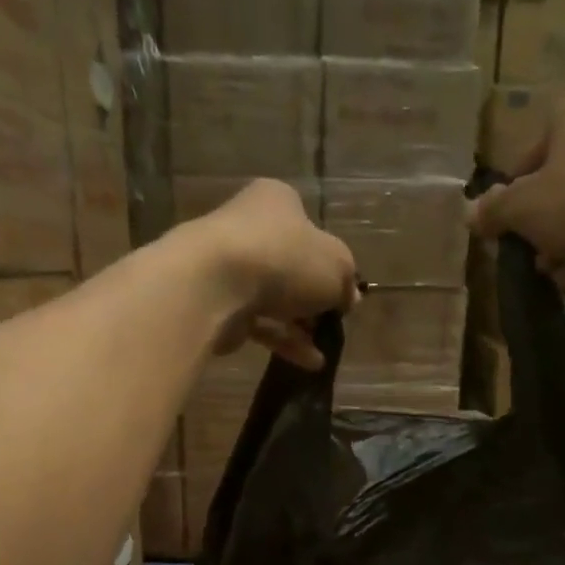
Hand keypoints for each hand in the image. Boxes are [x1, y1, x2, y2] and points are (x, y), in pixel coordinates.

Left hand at [183, 179, 359, 369]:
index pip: (310, 230)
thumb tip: (348, 298)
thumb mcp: (337, 266)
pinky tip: (307, 363)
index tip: (341, 293)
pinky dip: (283, 341)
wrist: (216, 285)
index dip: (330, 263)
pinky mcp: (218, 302)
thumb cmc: (284, 260)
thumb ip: (347, 281)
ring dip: (300, 326)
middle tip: (330, 322)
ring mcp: (229, 266)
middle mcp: (249, 226)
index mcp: (277, 201)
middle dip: (313, 299)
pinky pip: (258, 322)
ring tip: (322, 352)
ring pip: (274, 298)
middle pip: (291, 266)